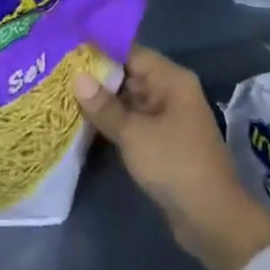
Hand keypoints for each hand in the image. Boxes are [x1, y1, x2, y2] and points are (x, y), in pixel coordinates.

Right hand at [75, 46, 269, 269]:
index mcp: (171, 80)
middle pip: (129, 74)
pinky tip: (83, 122)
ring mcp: (167, 118)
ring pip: (129, 100)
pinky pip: (133, 121)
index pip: (131, 53)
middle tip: (58, 72)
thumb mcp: (134, 134)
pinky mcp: (162, 141)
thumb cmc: (174, 165)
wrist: (212, 219)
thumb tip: (77, 78)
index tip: (67, 49)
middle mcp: (171, 92)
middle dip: (97, 76)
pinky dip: (113, 121)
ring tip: (63, 93)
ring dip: (102, 101)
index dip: (100, 51)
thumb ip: (104, 106)